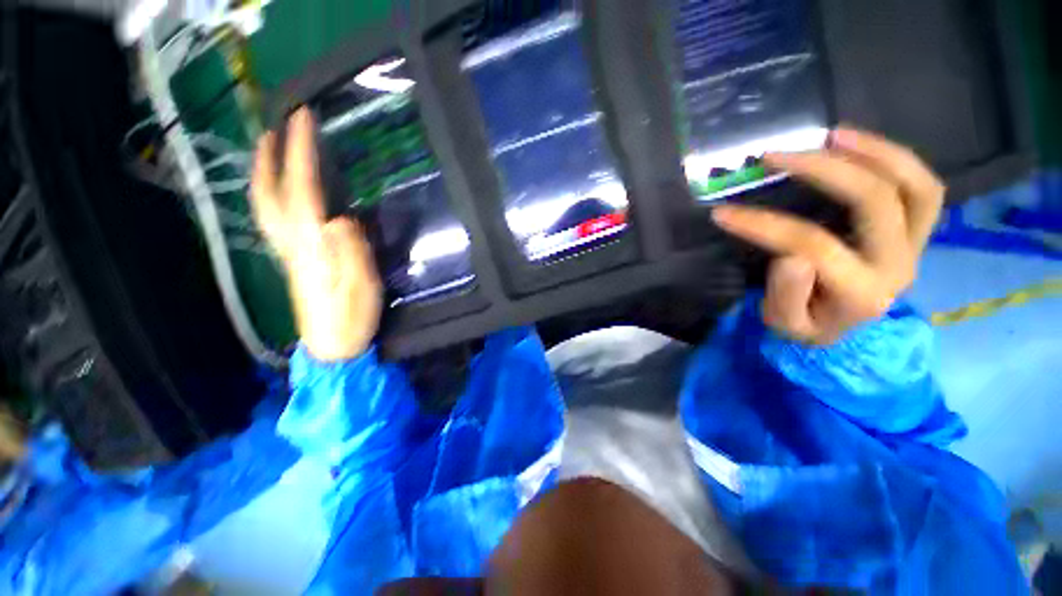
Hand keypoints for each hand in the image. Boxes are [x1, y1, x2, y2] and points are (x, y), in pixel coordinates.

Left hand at [251, 107, 382, 361]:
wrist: (332, 348)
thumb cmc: (351, 317)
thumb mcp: (361, 284)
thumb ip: (351, 249)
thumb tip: (341, 218)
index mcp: (311, 247)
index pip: (302, 191)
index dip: (301, 153)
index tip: (302, 119)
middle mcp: (292, 244)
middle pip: (269, 196)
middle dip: (269, 159)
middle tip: (274, 129)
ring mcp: (290, 254)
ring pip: (267, 207)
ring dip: (266, 175)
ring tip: (272, 151)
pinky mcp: (296, 263)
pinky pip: (278, 220)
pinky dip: (275, 196)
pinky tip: (286, 192)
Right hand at [712, 128, 944, 344]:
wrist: (847, 327)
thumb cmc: (809, 324)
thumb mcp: (785, 324)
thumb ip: (786, 296)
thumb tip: (790, 256)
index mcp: (861, 293)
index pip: (812, 246)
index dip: (764, 225)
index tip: (722, 213)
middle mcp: (898, 264)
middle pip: (875, 201)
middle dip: (823, 171)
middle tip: (776, 156)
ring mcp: (916, 244)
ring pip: (913, 186)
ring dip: (873, 152)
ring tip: (830, 134)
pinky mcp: (917, 230)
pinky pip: (922, 187)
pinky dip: (895, 158)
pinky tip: (857, 143)